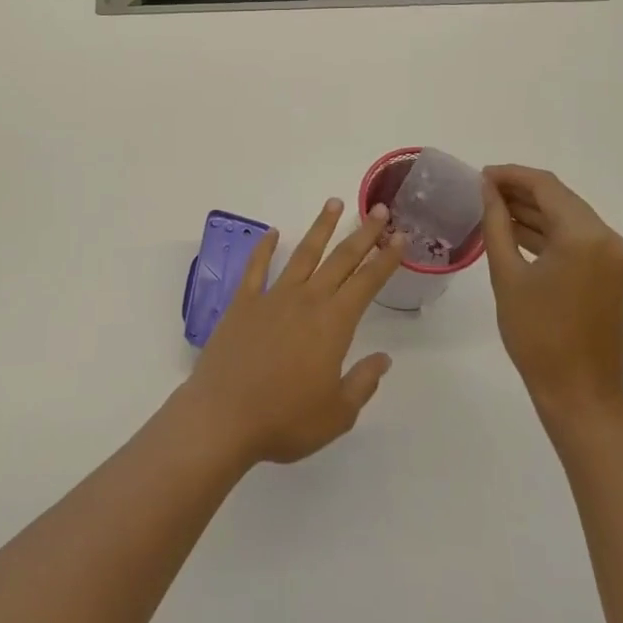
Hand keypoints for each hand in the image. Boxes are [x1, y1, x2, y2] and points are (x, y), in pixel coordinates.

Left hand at [178, 198, 404, 466]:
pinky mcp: (243, 302)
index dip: (385, 258)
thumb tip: (383, 358)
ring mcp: (272, 297)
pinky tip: (273, 232)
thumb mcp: (337, 413)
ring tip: (333, 203)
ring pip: (302, 254)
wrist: (223, 416)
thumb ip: (362, 382)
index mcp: (333, 324)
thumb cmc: (285, 419)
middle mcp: (306, 300)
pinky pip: (257, 267)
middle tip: (378, 209)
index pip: (367, 282)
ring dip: (320, 228)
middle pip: (340, 259)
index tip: (400, 236)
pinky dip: (265, 247)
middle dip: (362, 233)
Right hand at [480, 166, 622, 434]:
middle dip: (520, 190)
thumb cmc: (537, 335)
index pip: (545, 186)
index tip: (479, 175)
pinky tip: (515, 231)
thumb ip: (496, 223)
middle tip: (481, 190)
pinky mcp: (612, 272)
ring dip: (533, 210)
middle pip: (560, 198)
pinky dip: (547, 231)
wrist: (580, 393)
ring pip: (568, 216)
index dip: (510, 175)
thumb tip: (486, 188)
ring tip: (492, 208)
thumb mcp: (507, 275)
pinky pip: (576, 238)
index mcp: (585, 236)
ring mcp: (614, 256)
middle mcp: (607, 238)